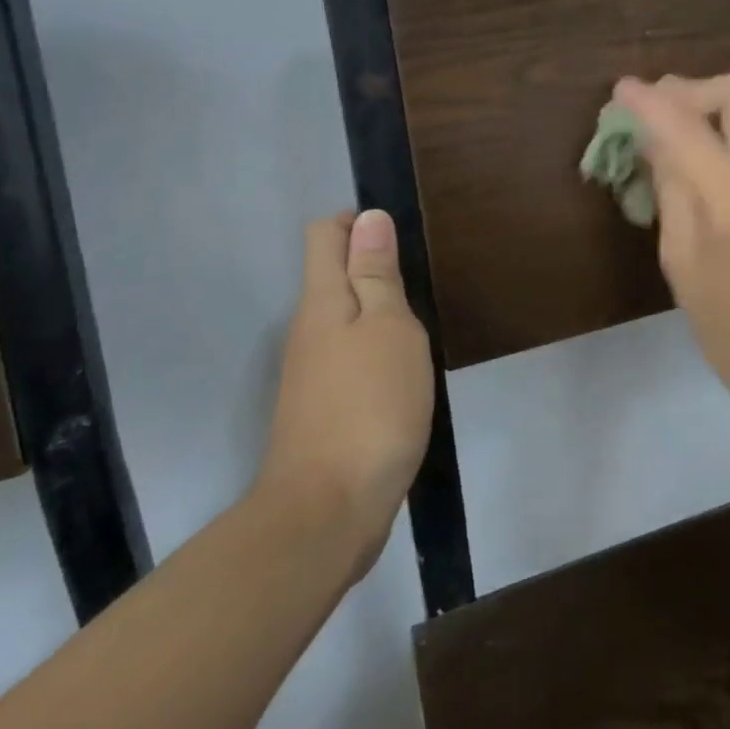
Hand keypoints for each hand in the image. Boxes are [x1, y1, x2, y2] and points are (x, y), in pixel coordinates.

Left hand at [259, 210, 432, 572]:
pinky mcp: (323, 408)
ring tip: (420, 326)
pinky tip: (404, 373)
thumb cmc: (369, 406)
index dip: (358, 221)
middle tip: (422, 284)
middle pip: (332, 275)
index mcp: (321, 301)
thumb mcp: (388, 328)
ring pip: (343, 319)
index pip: (324, 234)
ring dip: (377, 313)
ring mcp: (311, 373)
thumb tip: (368, 217)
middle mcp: (308, 330)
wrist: (328, 511)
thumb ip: (376, 274)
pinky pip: (349, 358)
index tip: (400, 236)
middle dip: (373, 267)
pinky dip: (375, 352)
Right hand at [613, 72, 729, 399]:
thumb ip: (671, 185)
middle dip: (696, 88)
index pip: (689, 127)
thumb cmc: (727, 324)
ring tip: (682, 123)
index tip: (620, 90)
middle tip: (661, 112)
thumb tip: (652, 135)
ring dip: (720, 96)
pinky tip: (708, 142)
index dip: (650, 103)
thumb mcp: (680, 257)